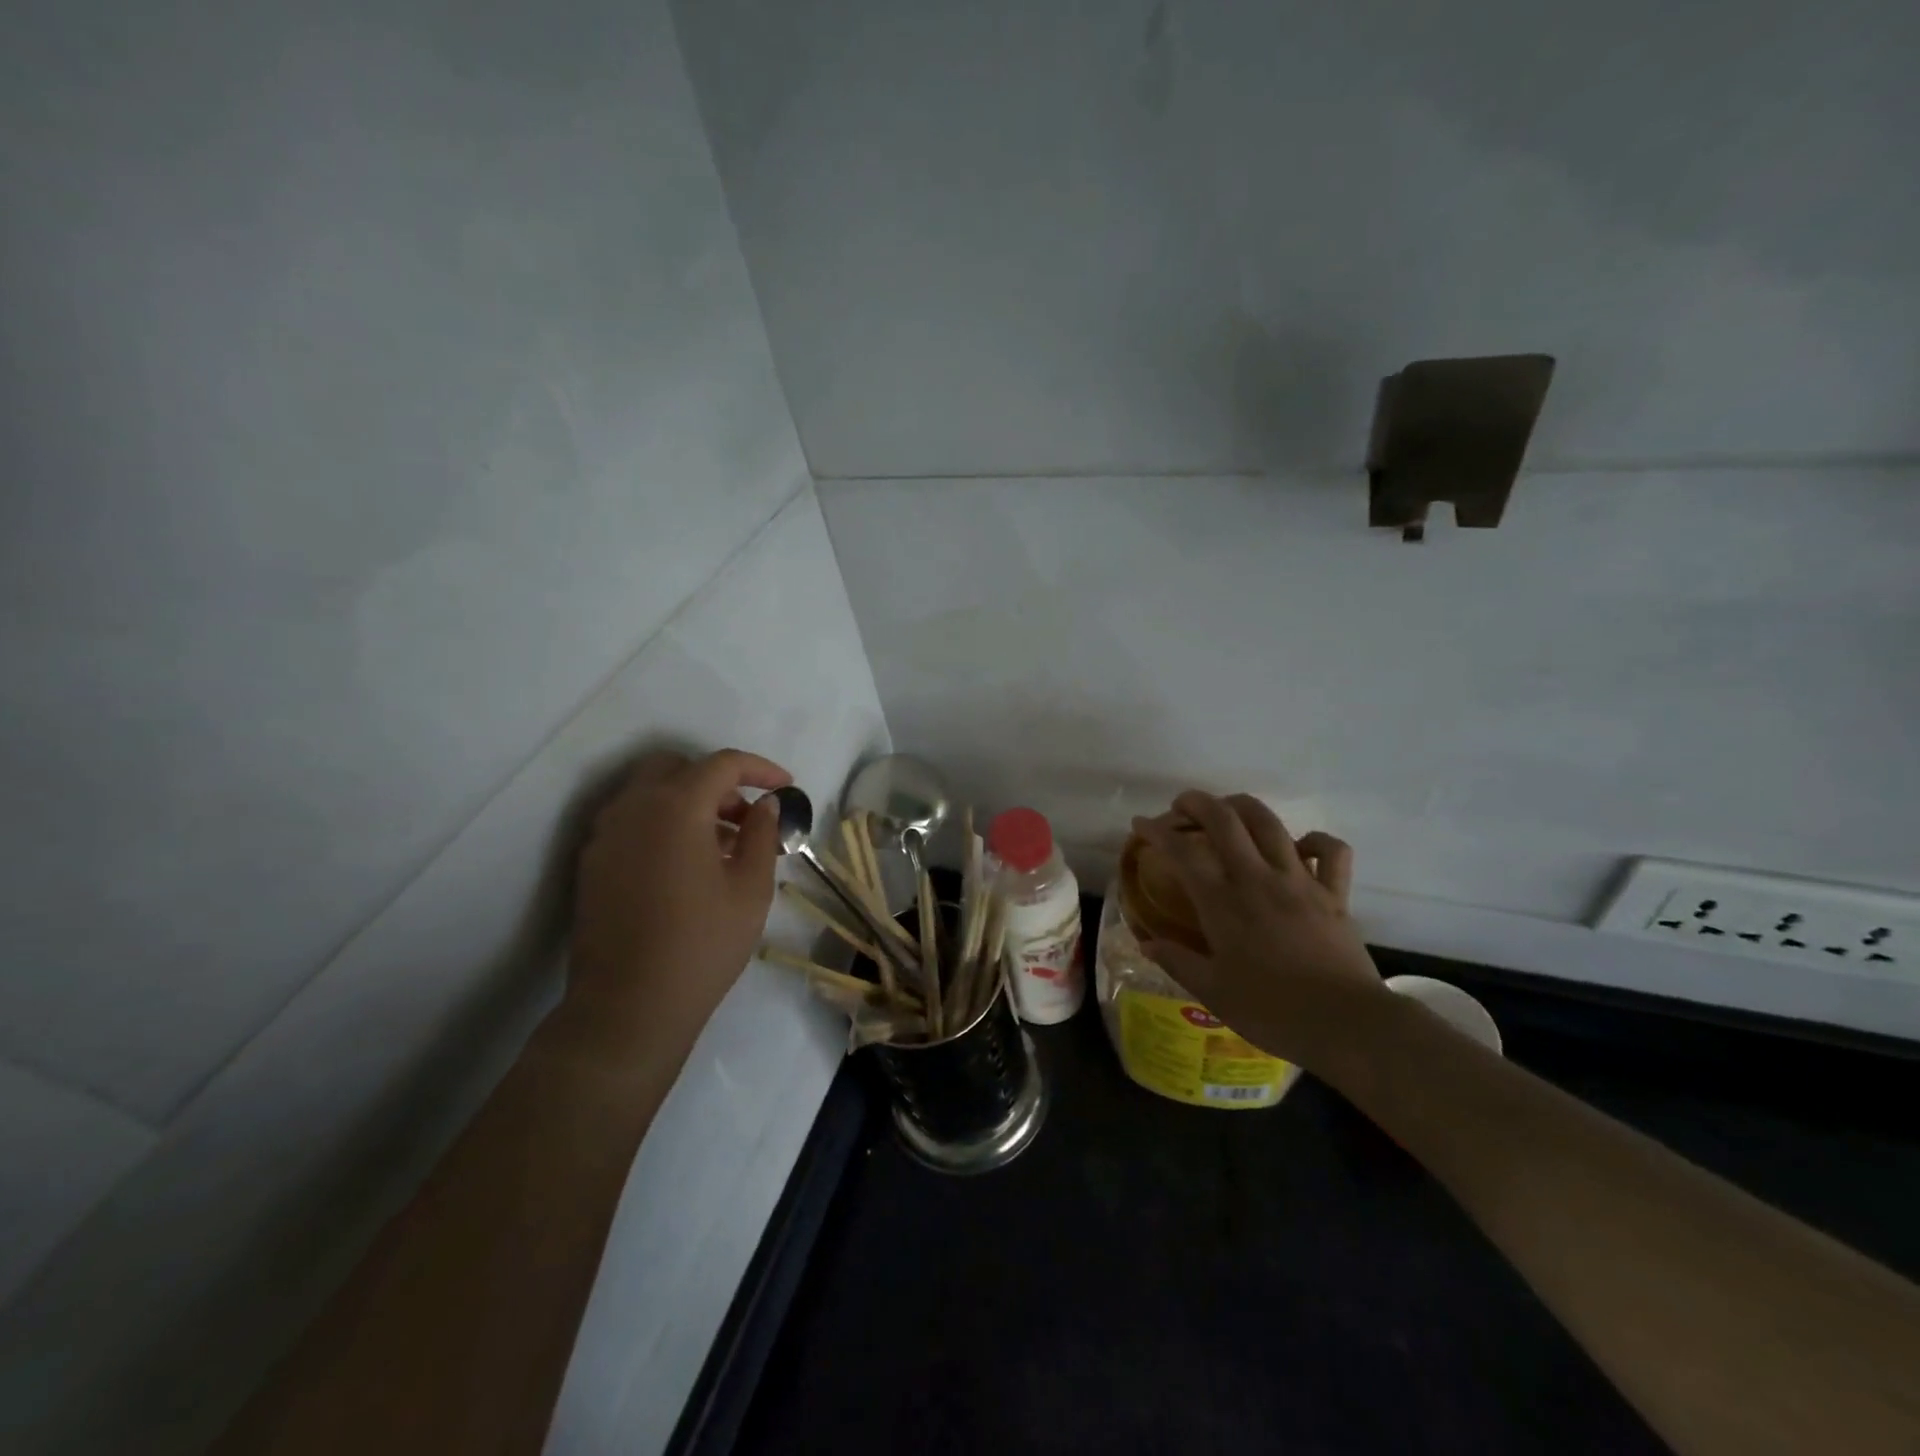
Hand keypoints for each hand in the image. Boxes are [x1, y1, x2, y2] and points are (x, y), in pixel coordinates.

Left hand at [567, 748, 791, 1059]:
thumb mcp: (751, 888)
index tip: (786, 787)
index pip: (721, 764)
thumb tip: (764, 804)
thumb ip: (761, 834)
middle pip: (677, 767)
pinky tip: (686, 865)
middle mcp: (633, 808)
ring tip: (722, 845)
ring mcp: (605, 835)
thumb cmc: (702, 944)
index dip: (759, 769)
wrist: (628, 1007)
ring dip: (688, 802)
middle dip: (717, 781)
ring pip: (649, 793)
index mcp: (675, 807)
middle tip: (747, 816)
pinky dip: (662, 823)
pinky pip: (631, 821)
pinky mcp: (592, 863)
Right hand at [1130, 791, 1389, 1070]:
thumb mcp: (1213, 992)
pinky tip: (1298, 846)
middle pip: (1224, 819)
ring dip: (1243, 806)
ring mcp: (1300, 881)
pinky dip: (1313, 840)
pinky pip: (1330, 850)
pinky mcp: (1335, 893)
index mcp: (1222, 902)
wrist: (1346, 1024)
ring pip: (1270, 823)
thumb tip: (1146, 942)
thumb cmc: (1272, 1011)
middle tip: (1181, 806)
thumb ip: (1177, 961)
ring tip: (1228, 809)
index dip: (1156, 831)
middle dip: (1197, 803)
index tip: (1140, 824)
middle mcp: (1257, 878)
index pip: (1182, 851)